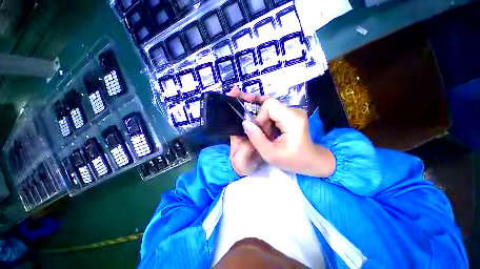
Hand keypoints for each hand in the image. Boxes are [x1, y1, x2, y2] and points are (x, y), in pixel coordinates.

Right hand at [242, 96, 335, 177]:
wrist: (312, 160)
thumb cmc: (293, 160)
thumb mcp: (270, 154)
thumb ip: (256, 138)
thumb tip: (245, 122)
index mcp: (292, 119)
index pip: (269, 104)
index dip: (260, 117)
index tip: (260, 132)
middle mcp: (295, 110)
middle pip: (268, 106)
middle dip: (262, 122)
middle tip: (265, 136)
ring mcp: (294, 111)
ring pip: (270, 110)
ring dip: (265, 123)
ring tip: (269, 137)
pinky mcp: (292, 113)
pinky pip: (274, 113)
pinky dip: (269, 122)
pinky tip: (271, 133)